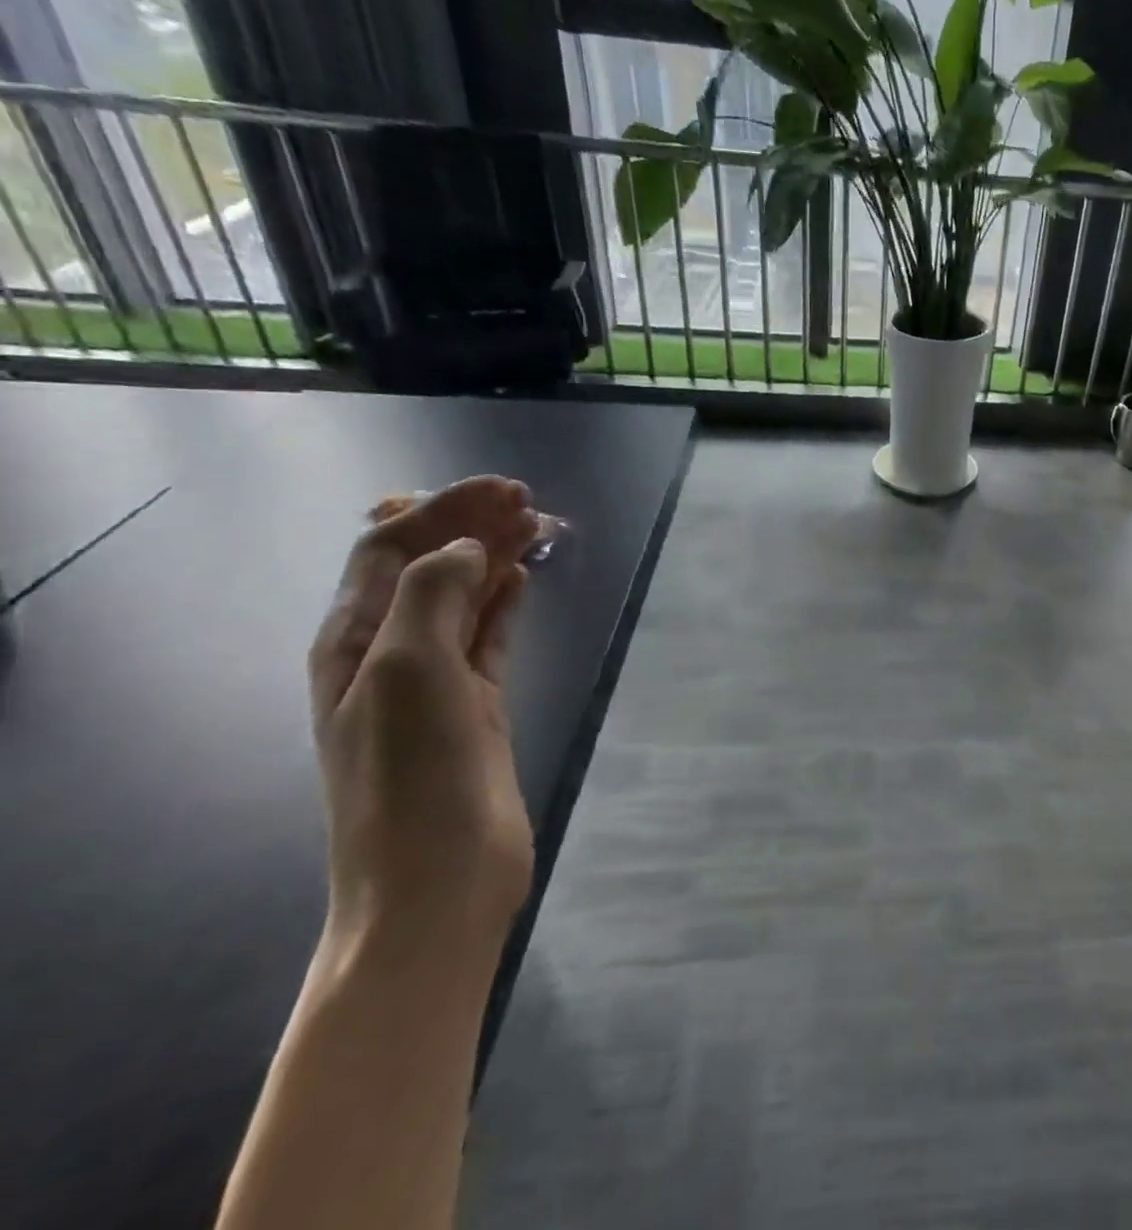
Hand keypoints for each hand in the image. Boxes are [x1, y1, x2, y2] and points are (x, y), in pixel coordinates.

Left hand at [308, 477, 541, 946]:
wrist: (439, 880)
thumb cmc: (413, 774)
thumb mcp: (407, 670)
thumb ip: (433, 595)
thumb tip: (468, 551)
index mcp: (354, 641)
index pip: (389, 550)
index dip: (440, 511)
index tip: (500, 491)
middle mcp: (389, 653)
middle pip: (429, 568)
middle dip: (471, 526)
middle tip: (528, 501)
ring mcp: (436, 682)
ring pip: (465, 598)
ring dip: (494, 558)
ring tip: (538, 527)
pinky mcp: (479, 706)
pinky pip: (490, 636)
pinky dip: (506, 603)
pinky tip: (526, 581)